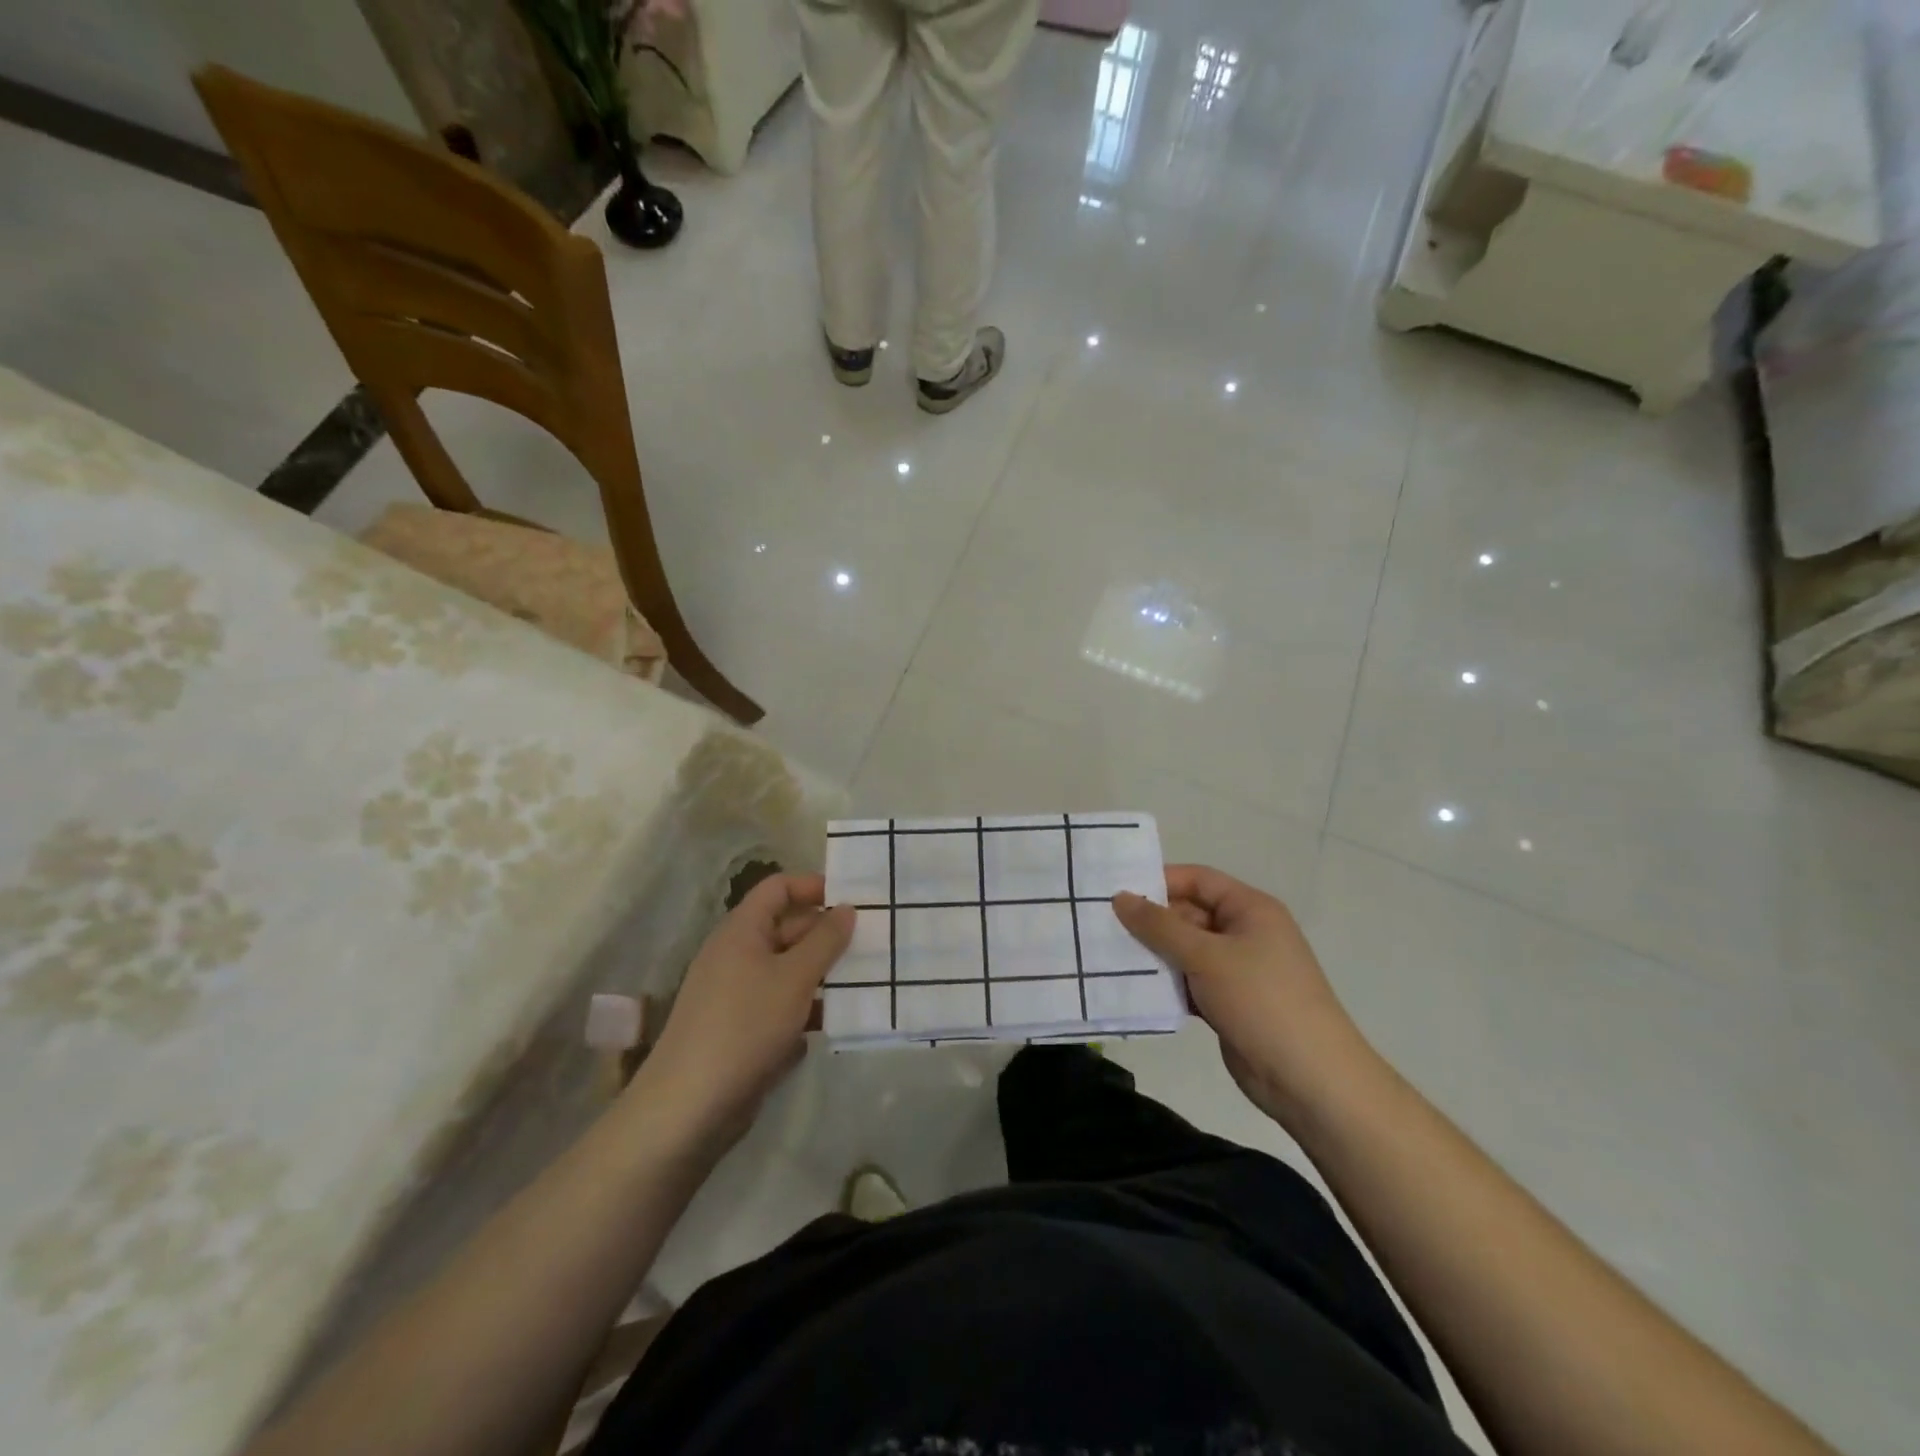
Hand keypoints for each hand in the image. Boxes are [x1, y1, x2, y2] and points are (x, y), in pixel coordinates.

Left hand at [636, 873, 853, 1148]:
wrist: (690, 1105)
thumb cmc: (745, 1025)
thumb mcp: (795, 977)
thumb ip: (825, 940)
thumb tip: (846, 908)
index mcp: (742, 930)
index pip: (778, 888)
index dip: (813, 887)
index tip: (852, 901)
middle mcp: (736, 954)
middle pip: (786, 928)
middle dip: (826, 934)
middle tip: (871, 944)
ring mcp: (737, 993)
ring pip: (787, 969)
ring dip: (821, 973)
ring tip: (864, 981)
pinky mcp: (741, 1028)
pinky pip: (780, 1003)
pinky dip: (806, 1007)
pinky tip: (833, 1021)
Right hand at [1113, 865, 1373, 1129]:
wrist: (1310, 1080)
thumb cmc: (1261, 1000)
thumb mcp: (1206, 956)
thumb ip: (1159, 926)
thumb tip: (1120, 897)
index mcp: (1250, 909)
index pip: (1198, 880)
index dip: (1159, 881)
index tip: (1115, 891)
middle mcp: (1245, 932)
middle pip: (1189, 914)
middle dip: (1150, 921)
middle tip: (1102, 925)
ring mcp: (1238, 969)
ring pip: (1186, 950)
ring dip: (1154, 954)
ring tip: (1107, 955)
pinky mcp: (1228, 1002)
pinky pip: (1189, 981)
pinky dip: (1166, 984)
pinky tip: (1132, 988)